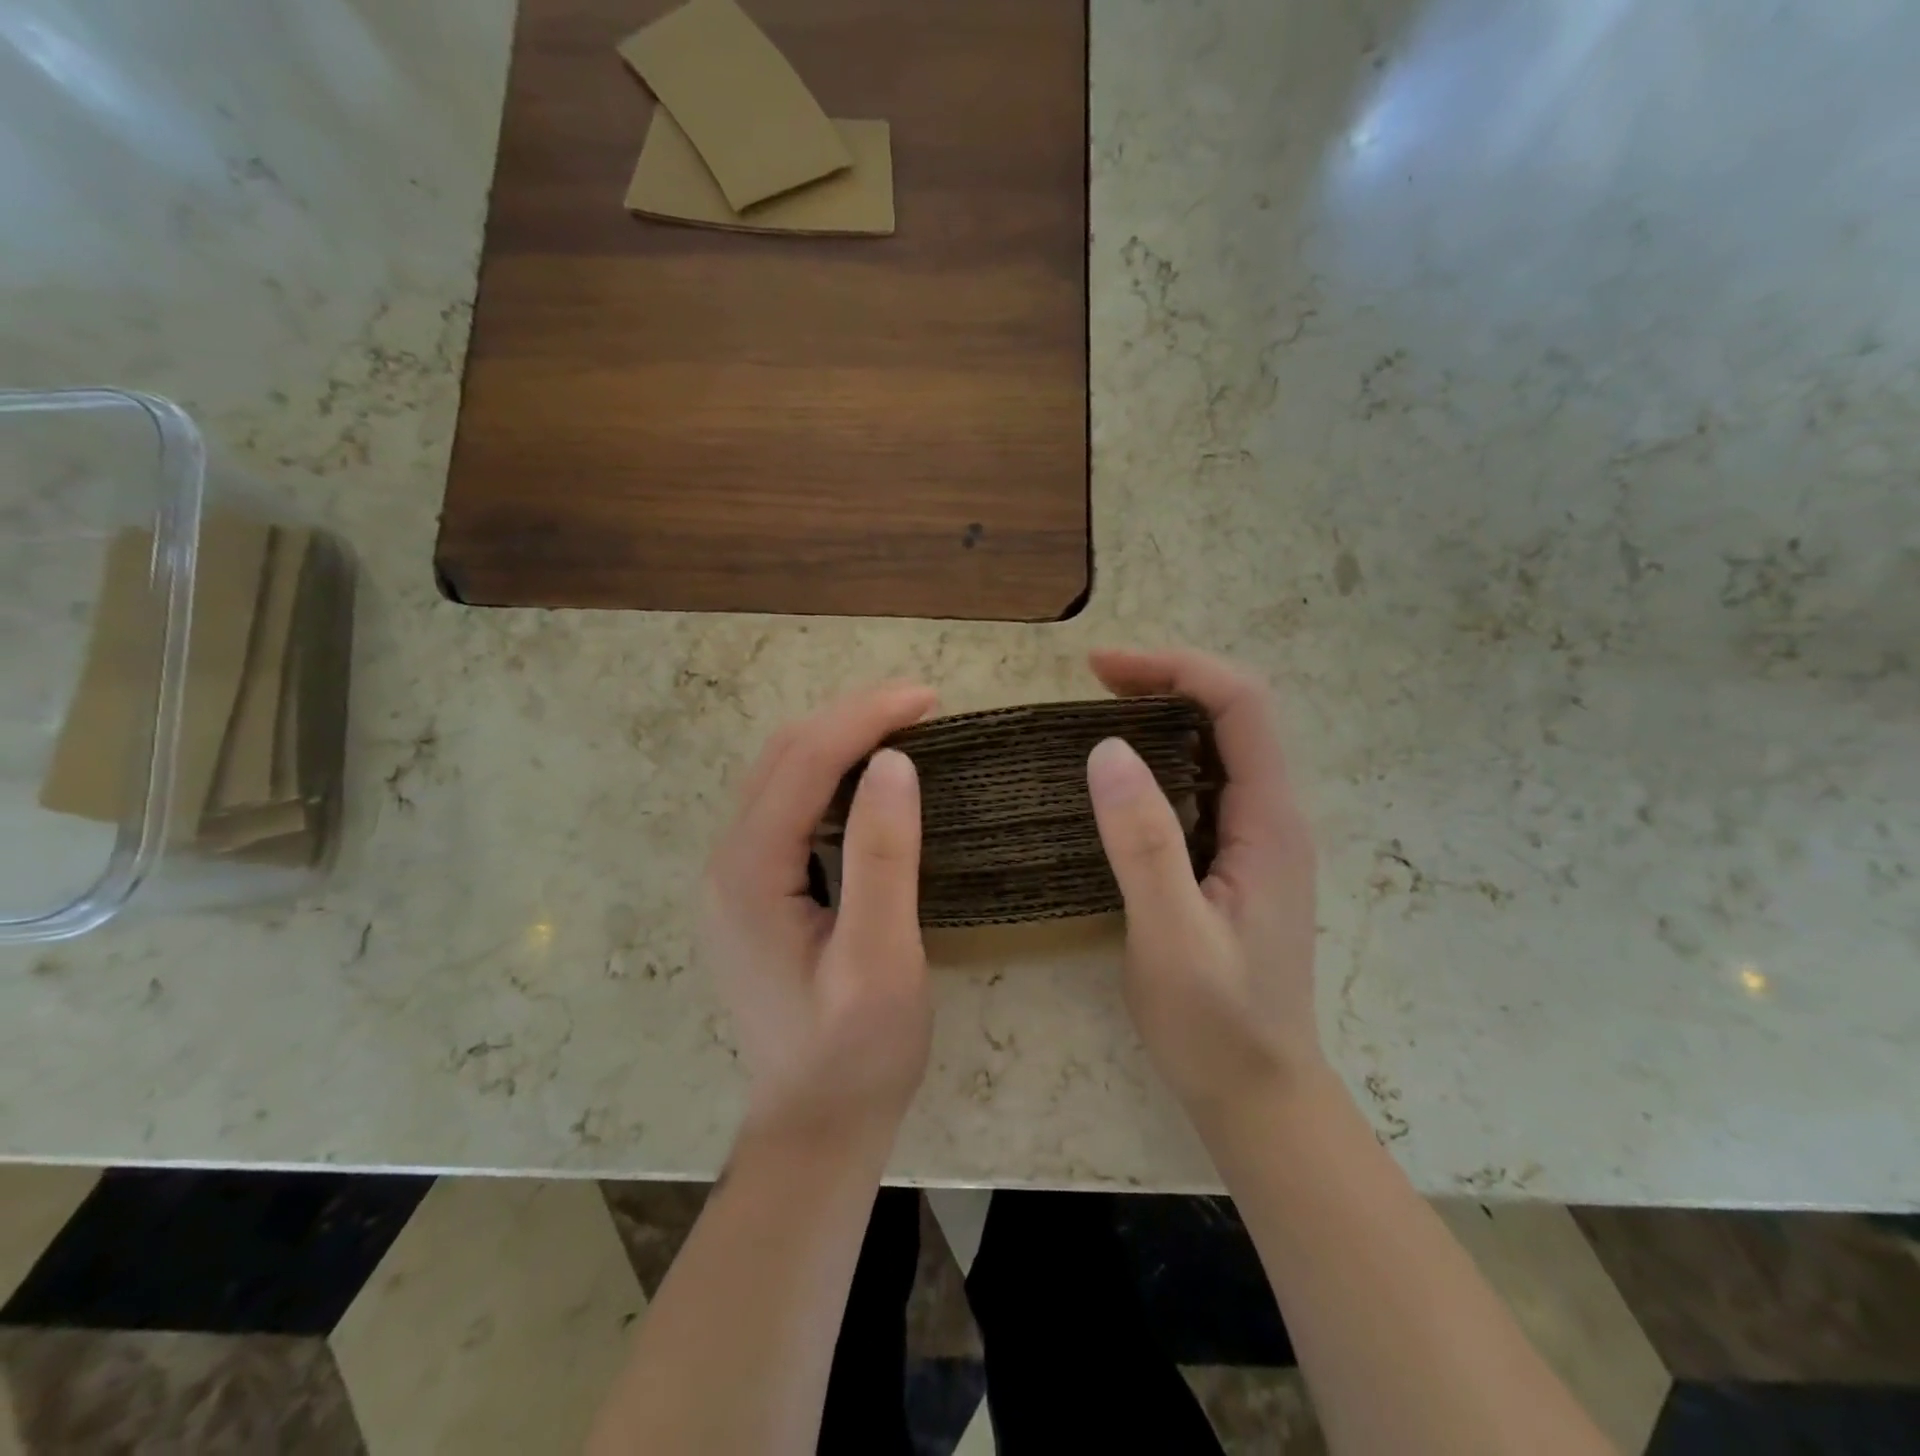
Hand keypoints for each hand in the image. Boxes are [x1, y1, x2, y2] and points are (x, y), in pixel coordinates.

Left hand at [702, 685, 936, 1142]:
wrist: (815, 1124)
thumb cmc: (857, 1052)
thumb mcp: (881, 960)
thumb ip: (883, 858)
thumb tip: (896, 762)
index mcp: (749, 873)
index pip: (805, 762)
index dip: (866, 717)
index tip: (930, 699)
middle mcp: (727, 861)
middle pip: (783, 756)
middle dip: (851, 716)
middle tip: (922, 706)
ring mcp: (734, 876)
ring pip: (780, 775)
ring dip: (839, 739)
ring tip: (902, 727)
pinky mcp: (753, 890)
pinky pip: (786, 806)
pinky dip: (829, 774)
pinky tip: (869, 778)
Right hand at [1085, 649, 1324, 1124]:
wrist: (1259, 1094)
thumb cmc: (1217, 1023)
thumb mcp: (1172, 936)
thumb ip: (1145, 843)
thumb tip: (1107, 748)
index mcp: (1270, 822)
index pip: (1242, 706)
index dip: (1176, 669)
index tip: (1101, 669)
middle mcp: (1272, 817)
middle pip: (1233, 714)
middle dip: (1167, 681)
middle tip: (1092, 685)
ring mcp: (1256, 838)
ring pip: (1218, 747)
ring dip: (1163, 716)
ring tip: (1097, 716)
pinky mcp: (1234, 860)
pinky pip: (1202, 784)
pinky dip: (1160, 759)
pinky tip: (1120, 779)